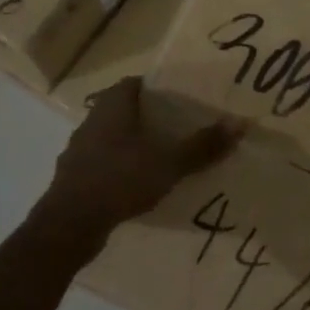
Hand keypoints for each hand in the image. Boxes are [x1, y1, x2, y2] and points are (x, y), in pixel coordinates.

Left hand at [34, 78, 241, 252]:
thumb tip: (241, 123)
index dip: (156, 88)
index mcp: (112, 106)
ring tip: (162, 157)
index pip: (134, 83)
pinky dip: (120, 169)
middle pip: (124, 109)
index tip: (180, 98)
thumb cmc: (120, 180)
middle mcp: (92, 120)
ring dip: (133, 144)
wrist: (68, 225)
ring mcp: (79, 150)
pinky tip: (138, 185)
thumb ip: (203, 145)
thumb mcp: (169, 163)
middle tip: (179, 127)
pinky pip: (103, 164)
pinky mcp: (74, 177)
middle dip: (149, 117)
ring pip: (112, 138)